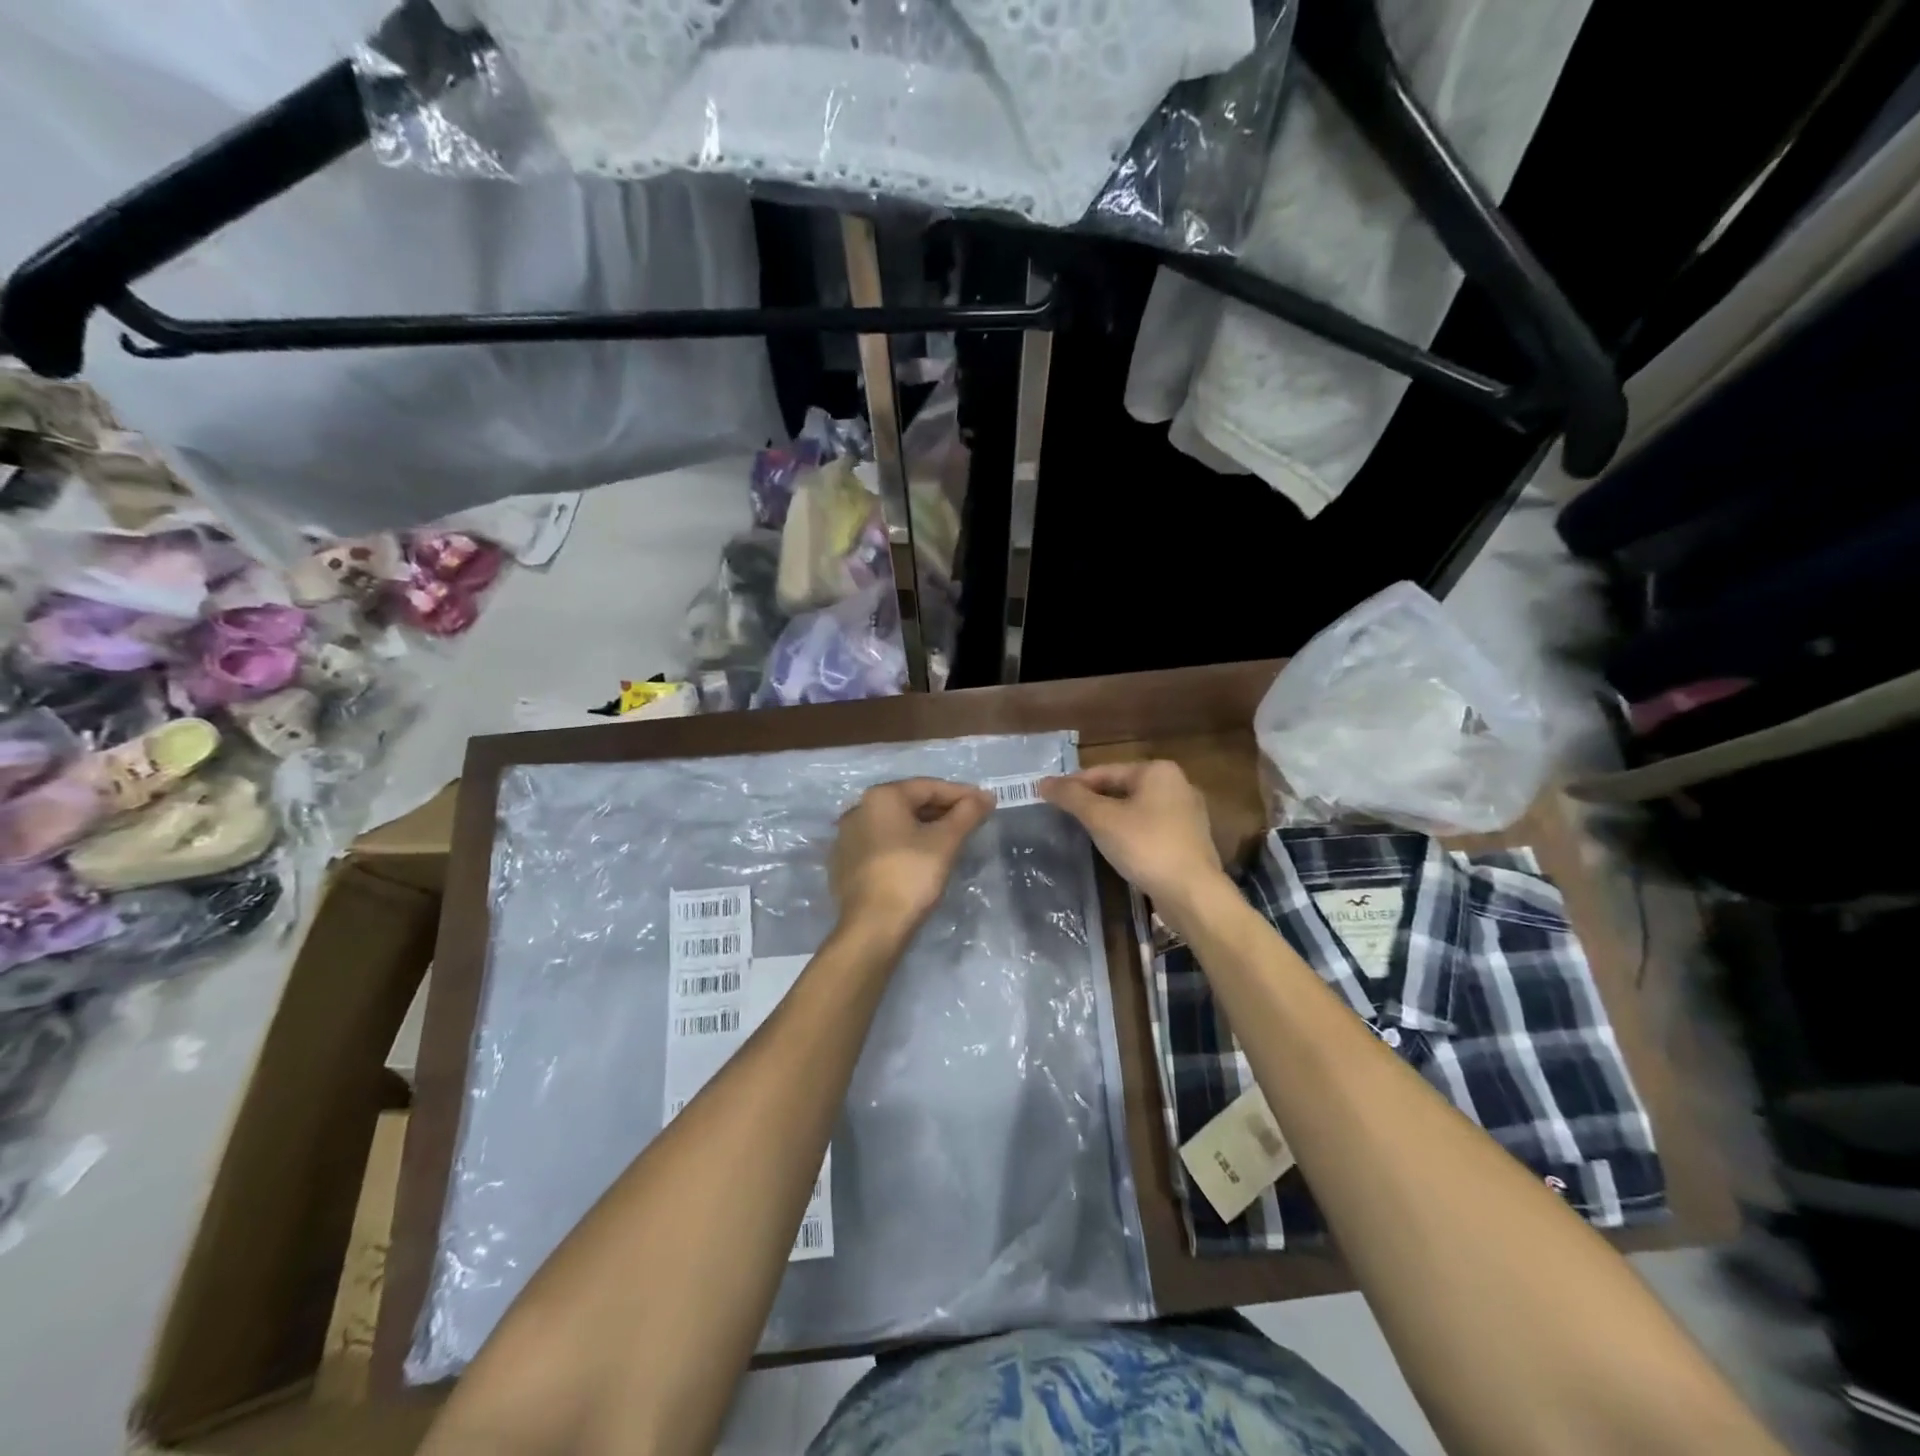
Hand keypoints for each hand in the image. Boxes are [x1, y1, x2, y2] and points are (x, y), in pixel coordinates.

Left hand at [830, 778, 994, 935]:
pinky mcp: (845, 863)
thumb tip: (985, 797)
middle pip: (910, 803)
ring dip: (924, 827)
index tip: (986, 803)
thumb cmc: (911, 876)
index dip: (961, 794)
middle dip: (943, 810)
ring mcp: (848, 837)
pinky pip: (882, 844)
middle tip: (971, 821)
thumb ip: (967, 814)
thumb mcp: (946, 842)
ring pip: (895, 824)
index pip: (929, 787)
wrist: (872, 927)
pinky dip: (904, 845)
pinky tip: (921, 858)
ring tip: (951, 839)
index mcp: (881, 797)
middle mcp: (859, 809)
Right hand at [1039, 761, 1225, 909]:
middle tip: (1066, 816)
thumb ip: (1072, 798)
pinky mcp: (1190, 840)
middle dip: (1093, 801)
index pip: (1104, 771)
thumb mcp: (1101, 819)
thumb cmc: (1145, 846)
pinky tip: (1117, 848)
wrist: (1192, 893)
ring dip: (1111, 818)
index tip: (1050, 797)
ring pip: (1137, 809)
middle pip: (1122, 788)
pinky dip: (1131, 833)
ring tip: (1086, 832)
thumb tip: (1043, 782)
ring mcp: (1188, 813)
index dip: (1074, 784)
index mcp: (1157, 771)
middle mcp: (1177, 784)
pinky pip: (1151, 828)